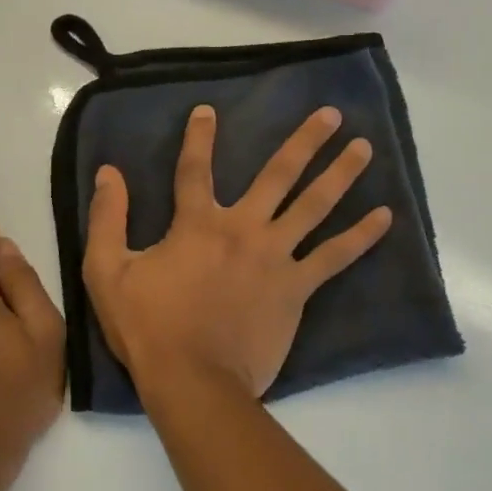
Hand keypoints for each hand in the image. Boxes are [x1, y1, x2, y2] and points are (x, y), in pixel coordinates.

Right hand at [83, 105, 391, 399]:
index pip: (195, 169)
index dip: (199, 138)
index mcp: (197, 224)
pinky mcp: (296, 288)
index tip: (208, 110)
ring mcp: (275, 257)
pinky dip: (361, 236)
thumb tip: (109, 173)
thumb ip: (107, 218)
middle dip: (306, 142)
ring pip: (314, 206)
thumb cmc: (148, 327)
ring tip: (365, 148)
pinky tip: (385, 217)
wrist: (192, 380)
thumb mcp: (106, 271)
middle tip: (333, 115)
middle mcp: (243, 229)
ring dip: (341, 174)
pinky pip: (334, 257)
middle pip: (278, 174)